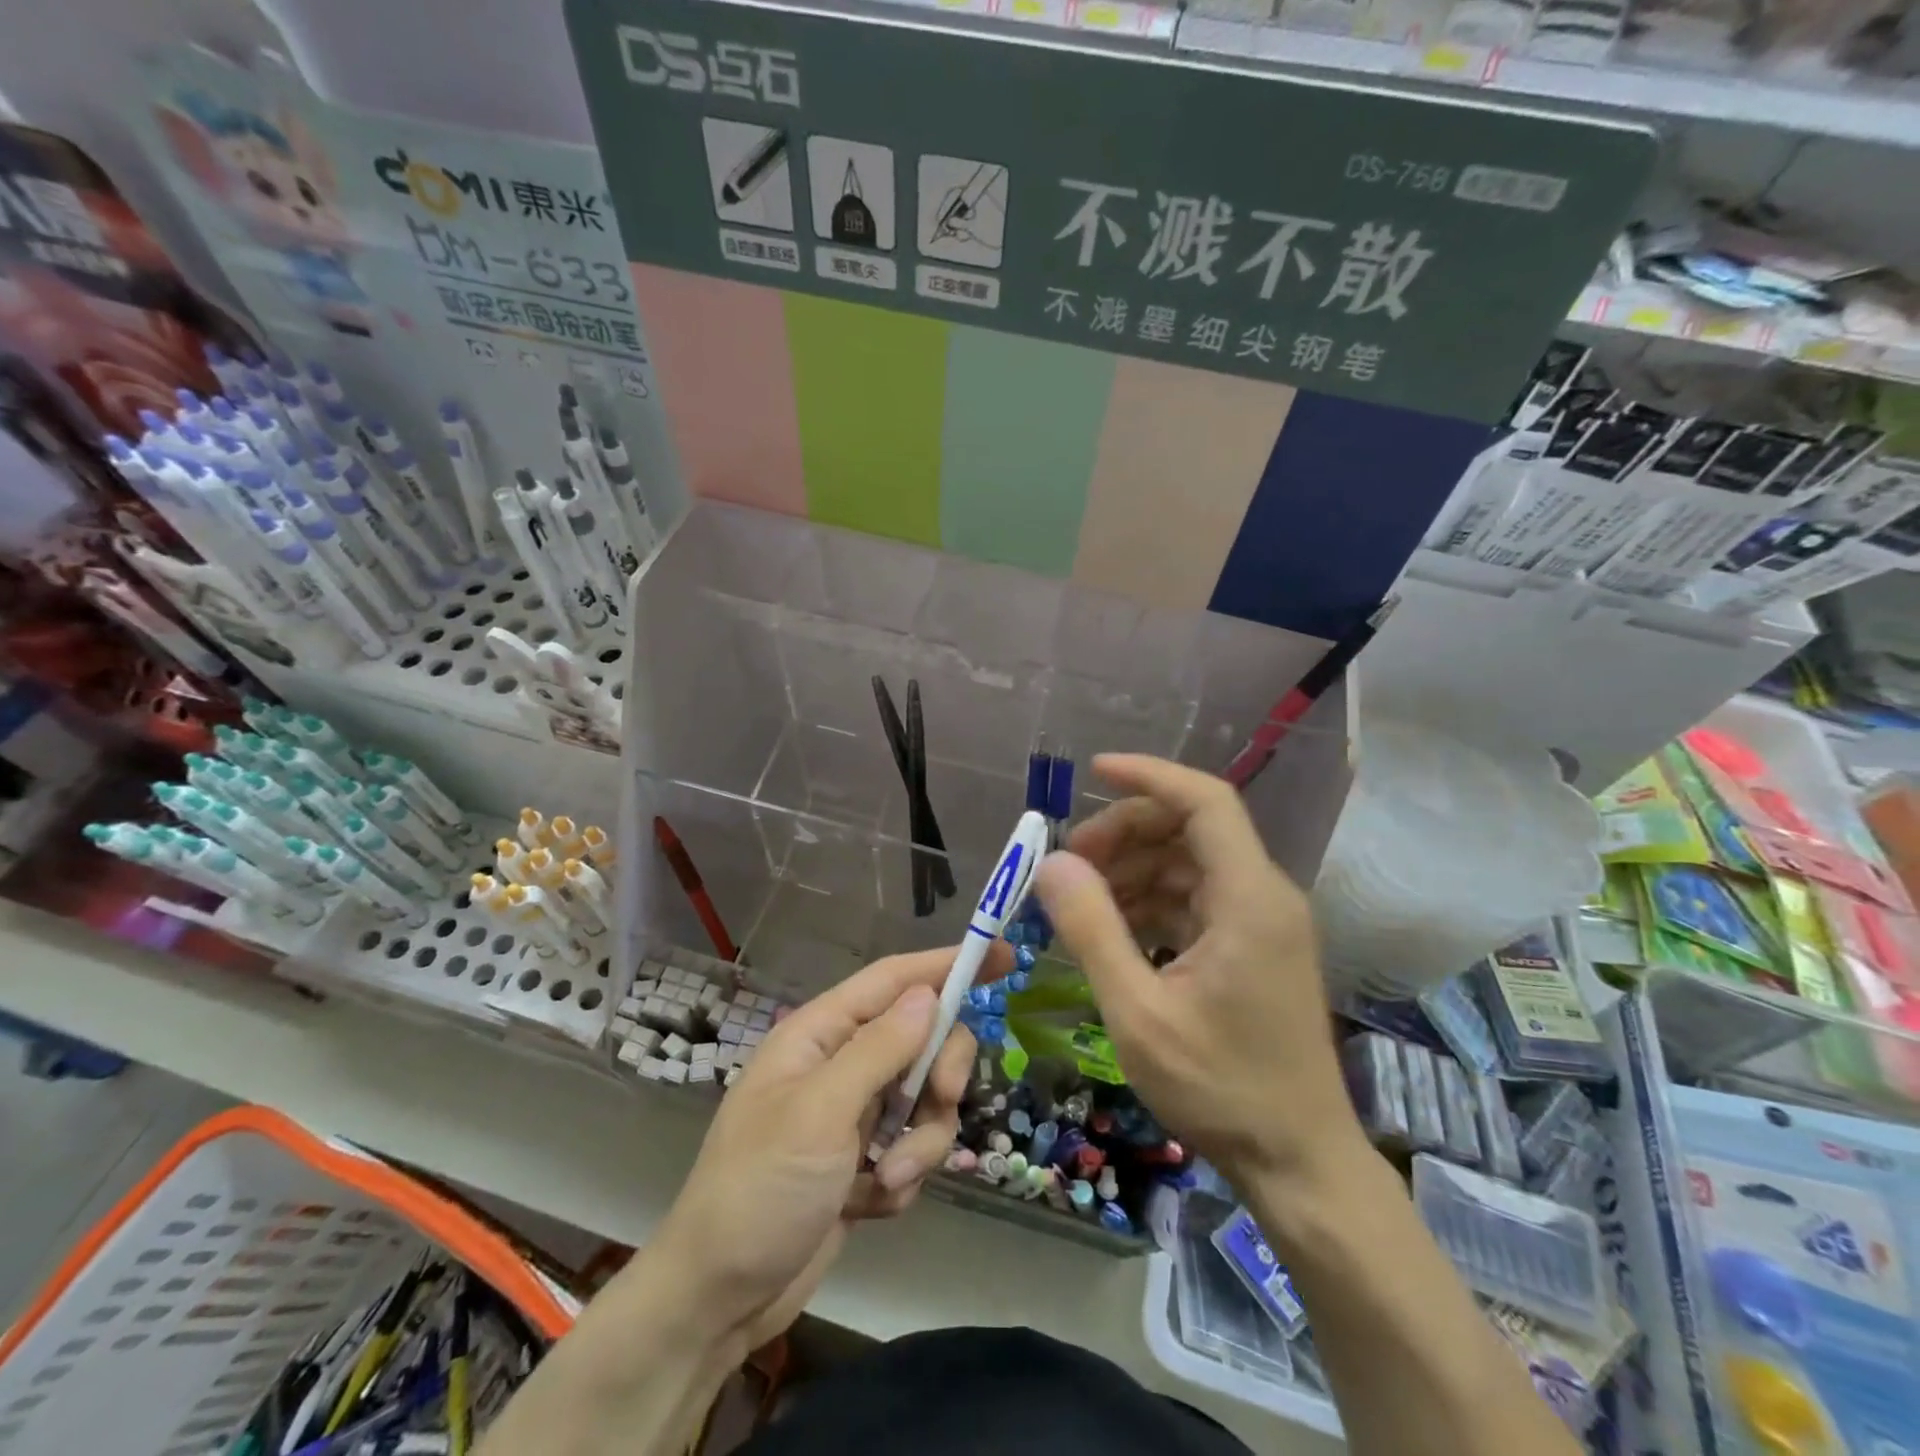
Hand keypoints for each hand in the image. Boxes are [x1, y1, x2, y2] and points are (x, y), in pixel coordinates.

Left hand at [647, 946, 996, 1350]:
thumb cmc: (760, 1189)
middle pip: (922, 1039)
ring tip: (887, 1182)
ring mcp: (854, 1114)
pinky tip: (870, 1205)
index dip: (947, 963)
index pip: (894, 980)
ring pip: (925, 1100)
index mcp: (820, 1034)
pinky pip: (913, 1148)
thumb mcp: (820, 1111)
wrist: (718, 1301)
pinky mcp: (864, 1161)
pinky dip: (904, 1176)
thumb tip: (928, 993)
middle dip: (940, 1072)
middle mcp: (841, 1064)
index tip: (1004, 956)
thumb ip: (879, 1048)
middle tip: (943, 1100)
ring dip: (920, 1142)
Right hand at [1034, 754, 1364, 1188]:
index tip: (1092, 771)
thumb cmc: (1220, 1088)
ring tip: (1080, 901)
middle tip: (1069, 863)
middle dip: (1126, 833)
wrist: (1299, 1163)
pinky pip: (1196, 901)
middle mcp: (1263, 896)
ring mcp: (1261, 923)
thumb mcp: (1138, 1012)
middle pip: (1190, 829)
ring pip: (1189, 865)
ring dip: (1133, 870)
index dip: (1149, 776)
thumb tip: (1052, 864)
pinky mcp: (1253, 948)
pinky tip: (1113, 930)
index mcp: (1249, 898)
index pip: (1205, 802)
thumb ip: (1092, 930)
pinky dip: (1151, 902)